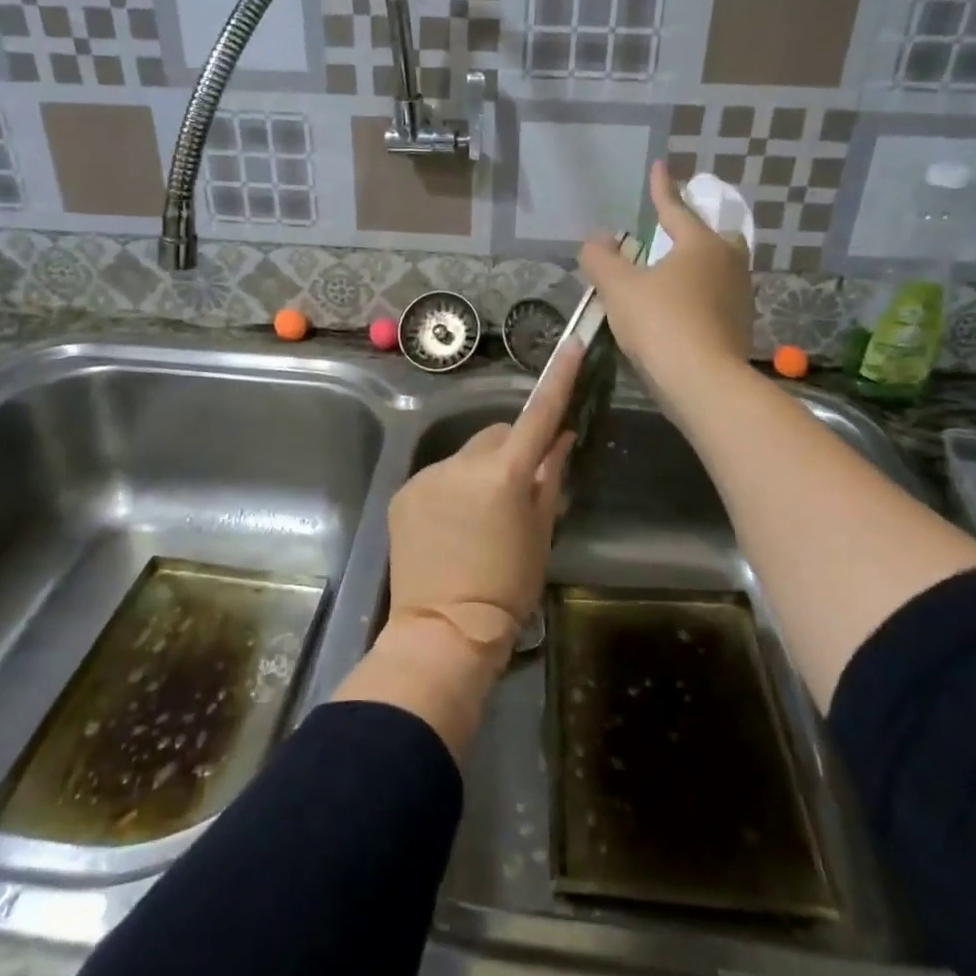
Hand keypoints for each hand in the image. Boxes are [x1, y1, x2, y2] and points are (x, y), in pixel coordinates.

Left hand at [383, 339, 581, 665]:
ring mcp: (428, 475)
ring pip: (466, 456)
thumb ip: (549, 477)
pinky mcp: (404, 491)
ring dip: (479, 471)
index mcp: (503, 473)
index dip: (558, 380)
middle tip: (519, 489)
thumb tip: (562, 438)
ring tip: (480, 517)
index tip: (572, 347)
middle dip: (512, 450)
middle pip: (497, 435)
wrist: (444, 628)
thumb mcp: (540, 531)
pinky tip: (452, 525)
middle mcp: (461, 462)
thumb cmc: (508, 585)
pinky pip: (439, 476)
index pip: (538, 415)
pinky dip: (451, 488)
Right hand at [579, 161, 752, 410]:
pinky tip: (679, 310)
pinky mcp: (740, 327)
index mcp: (701, 245)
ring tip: (670, 275)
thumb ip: (601, 259)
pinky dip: (698, 296)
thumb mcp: (619, 288)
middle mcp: (728, 264)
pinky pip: (717, 298)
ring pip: (718, 269)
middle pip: (714, 237)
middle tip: (673, 234)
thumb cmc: (661, 324)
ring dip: (696, 267)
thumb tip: (596, 239)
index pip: (676, 209)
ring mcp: (739, 297)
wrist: (703, 383)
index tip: (660, 166)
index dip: (663, 189)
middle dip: (694, 231)